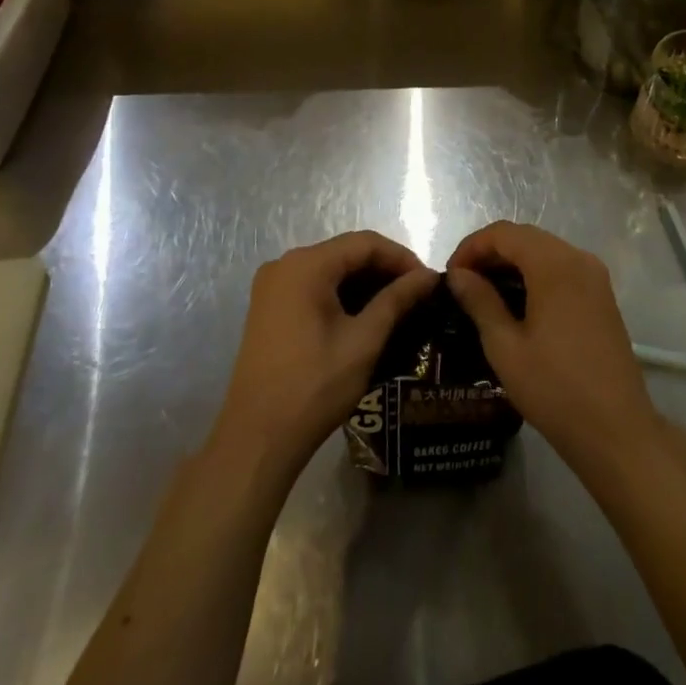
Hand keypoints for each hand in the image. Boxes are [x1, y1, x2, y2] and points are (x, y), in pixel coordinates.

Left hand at [211, 232, 434, 484]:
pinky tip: (365, 317)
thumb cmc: (314, 386)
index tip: (428, 282)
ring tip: (397, 307)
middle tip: (416, 296)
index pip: (365, 243)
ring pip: (331, 270)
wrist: (256, 441)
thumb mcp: (363, 341)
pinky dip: (342, 296)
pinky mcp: (268, 308)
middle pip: (346, 253)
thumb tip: (429, 276)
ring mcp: (272, 287)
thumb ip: (397, 300)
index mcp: (305, 265)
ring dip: (365, 284)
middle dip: (384, 271)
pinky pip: (314, 287)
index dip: (401, 258)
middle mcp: (285, 265)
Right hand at [446, 222, 661, 473]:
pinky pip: (562, 269)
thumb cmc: (554, 388)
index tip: (449, 276)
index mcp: (555, 264)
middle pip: (526, 237)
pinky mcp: (602, 295)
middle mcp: (578, 258)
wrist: (615, 429)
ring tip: (484, 294)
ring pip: (545, 251)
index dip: (472, 247)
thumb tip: (457, 275)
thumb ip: (480, 302)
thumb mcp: (505, 347)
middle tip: (462, 284)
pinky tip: (517, 304)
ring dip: (513, 263)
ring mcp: (595, 276)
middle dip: (490, 253)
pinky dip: (535, 275)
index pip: (504, 233)